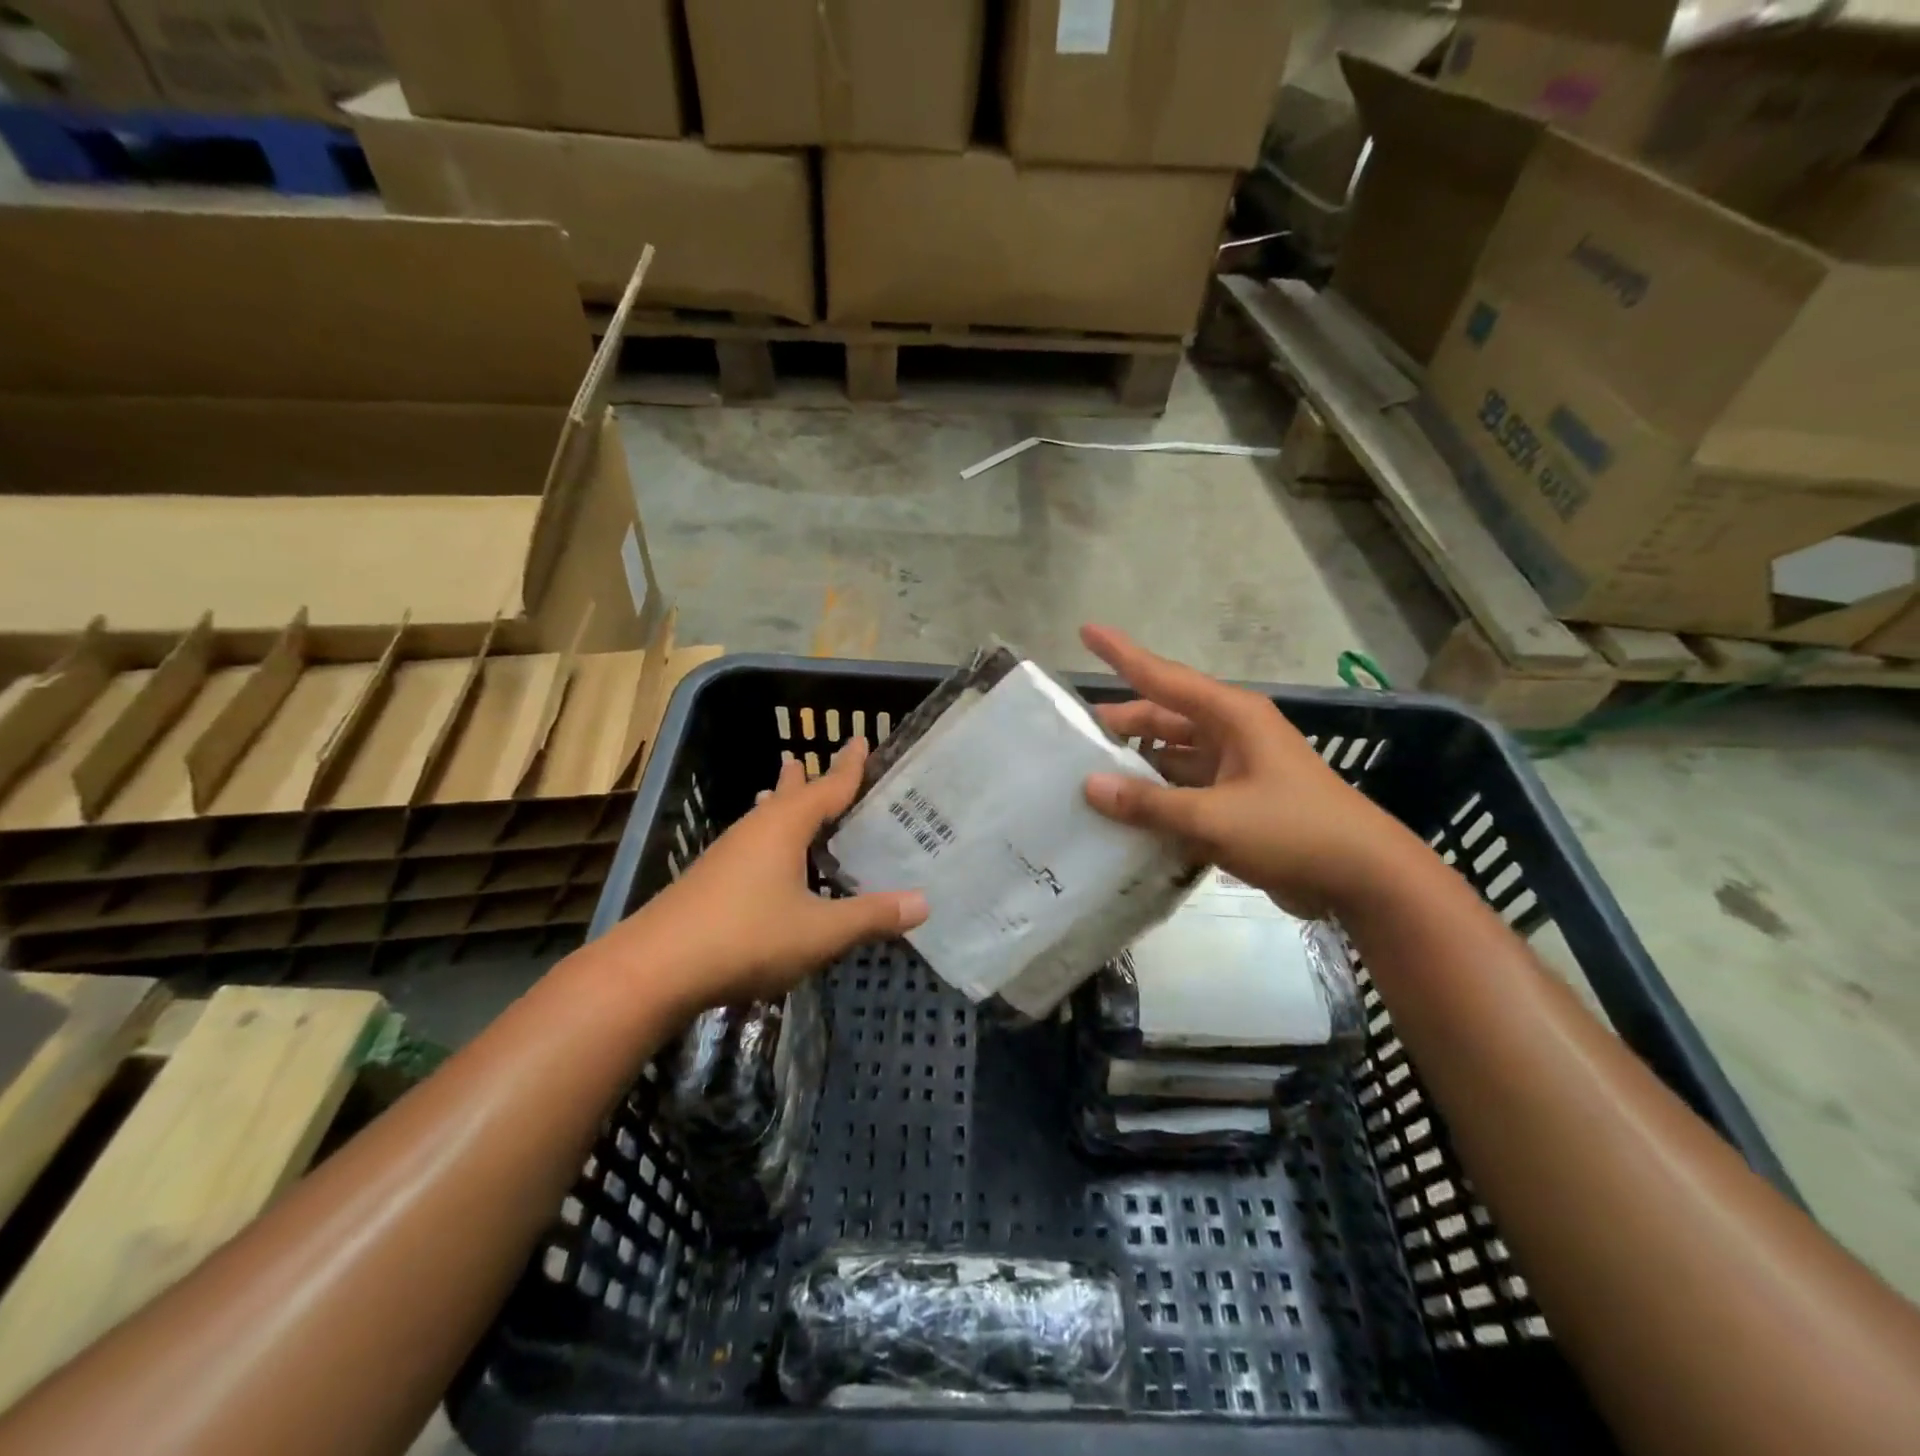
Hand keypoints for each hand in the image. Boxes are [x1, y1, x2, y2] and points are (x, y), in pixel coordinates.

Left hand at [601, 737, 927, 1010]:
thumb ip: (871, 916)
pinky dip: (769, 835)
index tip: (862, 739)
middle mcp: (755, 830)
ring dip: (781, 802)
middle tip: (814, 757)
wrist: (654, 969)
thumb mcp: (820, 932)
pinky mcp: (710, 880)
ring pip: (764, 817)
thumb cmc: (746, 938)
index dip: (849, 766)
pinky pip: (751, 842)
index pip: (827, 787)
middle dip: (807, 778)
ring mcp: (727, 854)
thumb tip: (924, 902)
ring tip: (785, 787)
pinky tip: (766, 857)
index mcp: (784, 827)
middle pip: (789, 794)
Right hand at [1080, 624, 1414, 918]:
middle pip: (1162, 719)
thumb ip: (1150, 803)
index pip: (1162, 676)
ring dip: (1135, 768)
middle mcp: (1230, 733)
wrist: (1363, 878)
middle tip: (1068, 740)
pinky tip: (1122, 815)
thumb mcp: (1216, 817)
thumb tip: (1090, 786)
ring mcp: (1234, 769)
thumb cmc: (1293, 830)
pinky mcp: (1236, 802)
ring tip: (1084, 779)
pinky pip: (1184, 790)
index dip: (1121, 654)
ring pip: (1171, 758)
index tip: (1086, 629)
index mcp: (1231, 716)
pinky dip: (1156, 799)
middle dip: (1119, 727)